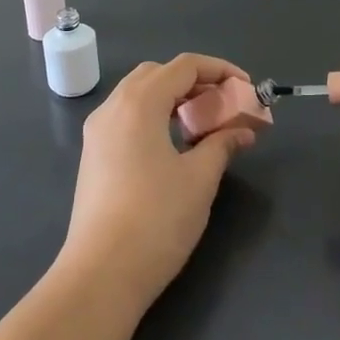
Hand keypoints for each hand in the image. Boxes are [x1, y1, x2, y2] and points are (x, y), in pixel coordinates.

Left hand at [59, 54, 259, 309]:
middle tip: (223, 104)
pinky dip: (154, 116)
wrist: (101, 274)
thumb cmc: (157, 219)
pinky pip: (126, 117)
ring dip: (173, 99)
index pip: (184, 66)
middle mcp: (112, 107)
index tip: (247, 88)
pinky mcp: (93, 156)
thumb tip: (243, 131)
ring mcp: (97, 132)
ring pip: (138, 95)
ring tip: (203, 125)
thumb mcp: (199, 178)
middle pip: (158, 74)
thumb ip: (222, 144)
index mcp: (139, 103)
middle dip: (195, 82)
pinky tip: (174, 145)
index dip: (220, 70)